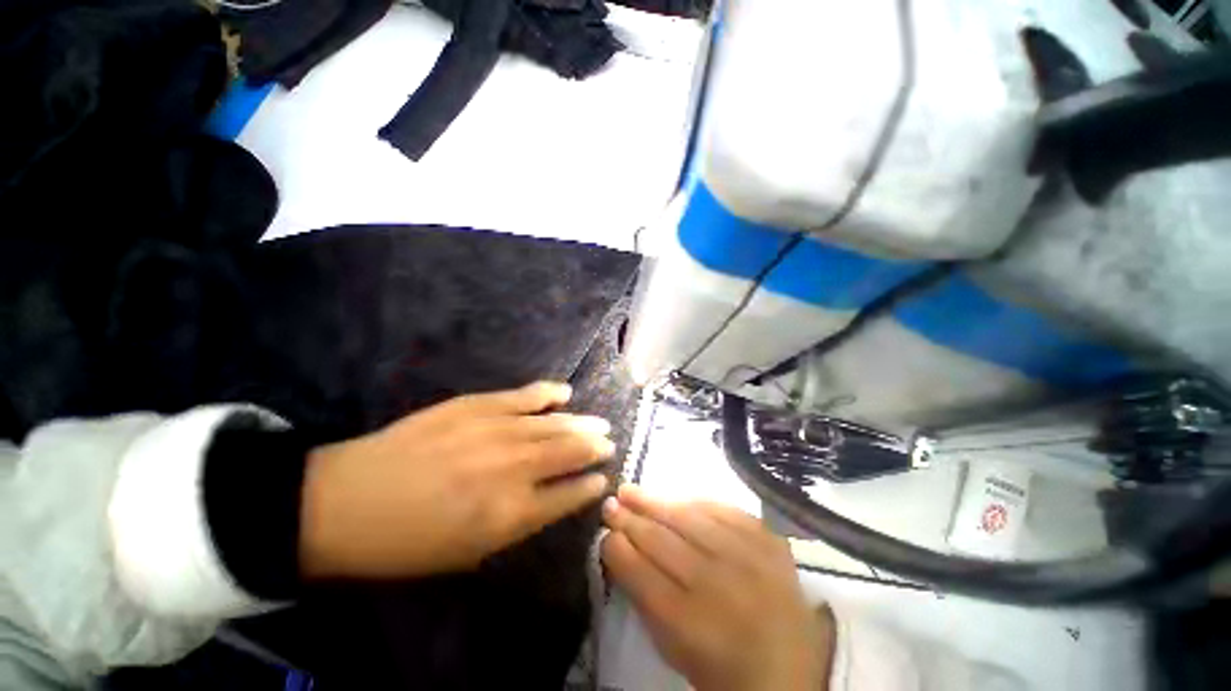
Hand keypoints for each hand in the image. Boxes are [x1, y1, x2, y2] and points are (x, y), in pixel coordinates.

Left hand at [298, 381, 613, 578]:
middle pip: (570, 453)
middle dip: (595, 448)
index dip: (590, 486)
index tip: (603, 479)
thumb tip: (550, 499)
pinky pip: (525, 396)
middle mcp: (514, 469)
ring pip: (555, 424)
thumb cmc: (406, 542)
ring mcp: (497, 431)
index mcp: (511, 514)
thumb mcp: (466, 553)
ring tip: (599, 423)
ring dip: (582, 423)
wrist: (346, 501)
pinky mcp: (479, 406)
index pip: (569, 495)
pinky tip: (565, 393)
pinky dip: (549, 394)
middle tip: (608, 443)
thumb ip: (516, 524)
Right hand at [602, 485, 833, 690]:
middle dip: (630, 519)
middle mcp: (718, 586)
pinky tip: (675, 498)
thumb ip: (642, 596)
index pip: (641, 573)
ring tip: (631, 491)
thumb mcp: (672, 646)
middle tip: (611, 503)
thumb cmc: (721, 664)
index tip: (604, 532)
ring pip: (688, 518)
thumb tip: (616, 546)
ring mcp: (747, 558)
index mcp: (691, 625)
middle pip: (662, 540)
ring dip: (654, 502)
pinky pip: (722, 509)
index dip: (617, 547)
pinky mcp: (767, 540)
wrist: (791, 665)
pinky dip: (694, 502)